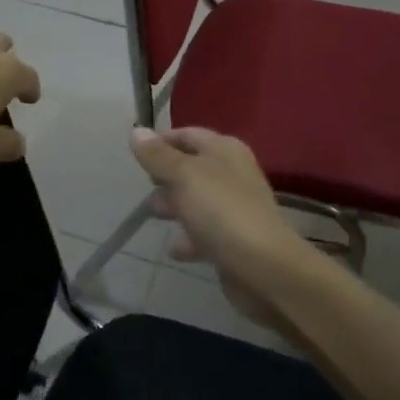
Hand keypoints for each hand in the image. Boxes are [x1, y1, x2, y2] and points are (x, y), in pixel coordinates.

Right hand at [128, 126, 306, 320]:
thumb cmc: (221, 211)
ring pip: (198, 200)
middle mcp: (233, 174)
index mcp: (225, 150)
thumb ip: (158, 156)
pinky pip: (205, 233)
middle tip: (144, 186)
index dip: (162, 141)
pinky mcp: (234, 240)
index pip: (188, 135)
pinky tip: (174, 249)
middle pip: (193, 167)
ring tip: (153, 214)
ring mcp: (235, 208)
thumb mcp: (184, 176)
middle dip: (166, 175)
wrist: (263, 267)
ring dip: (175, 205)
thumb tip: (137, 132)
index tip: (136, 155)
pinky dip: (189, 238)